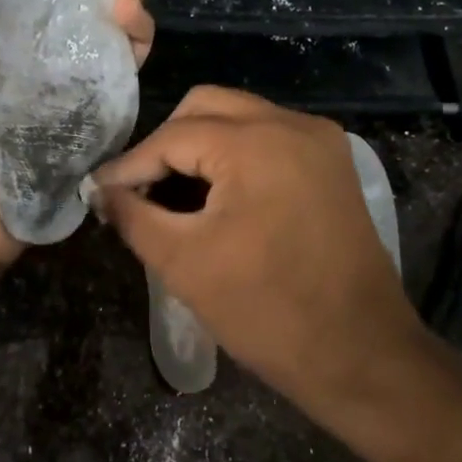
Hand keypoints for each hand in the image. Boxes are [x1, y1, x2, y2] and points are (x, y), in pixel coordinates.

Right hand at [94, 87, 414, 406]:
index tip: (99, 191)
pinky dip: (236, 153)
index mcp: (256, 143)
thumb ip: (133, 216)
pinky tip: (218, 193)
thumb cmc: (267, 311)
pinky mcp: (333, 164)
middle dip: (166, 141)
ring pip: (240, 115)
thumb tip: (101, 191)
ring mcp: (320, 141)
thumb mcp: (184, 263)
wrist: (363, 356)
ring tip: (172, 190)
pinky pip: (270, 136)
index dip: (130, 165)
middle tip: (140, 186)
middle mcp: (292, 124)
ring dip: (201, 144)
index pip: (172, 136)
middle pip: (207, 106)